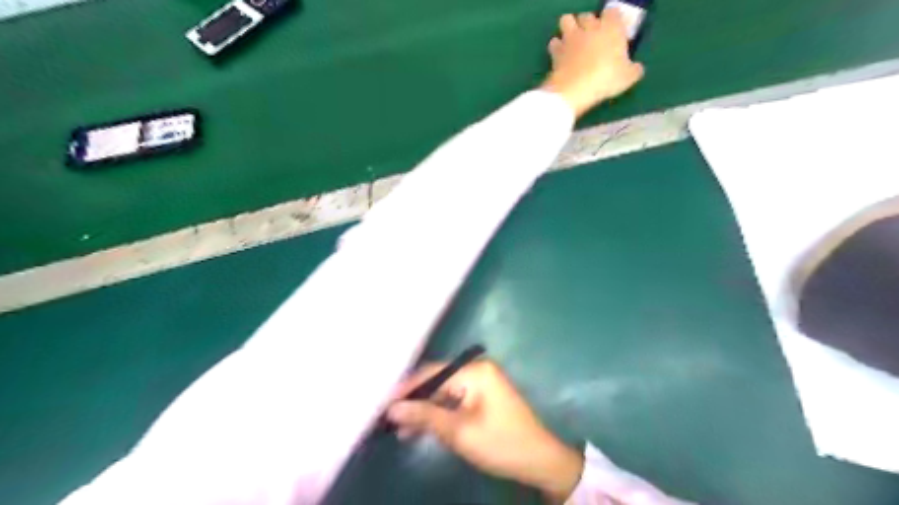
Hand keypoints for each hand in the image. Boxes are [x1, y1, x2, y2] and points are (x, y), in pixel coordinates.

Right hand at [388, 362, 587, 502]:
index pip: (432, 373)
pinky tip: (421, 428)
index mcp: (475, 371)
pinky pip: (454, 400)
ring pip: (443, 392)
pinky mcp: (482, 396)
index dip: (406, 389)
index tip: (382, 405)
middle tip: (388, 418)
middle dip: (414, 401)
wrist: (539, 460)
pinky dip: (439, 414)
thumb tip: (392, 409)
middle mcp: (477, 370)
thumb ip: (424, 416)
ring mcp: (481, 383)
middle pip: (437, 381)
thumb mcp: (459, 431)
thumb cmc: (500, 443)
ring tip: (400, 429)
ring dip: (424, 410)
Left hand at [541, 11, 645, 116]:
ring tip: (573, 42)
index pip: (612, 12)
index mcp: (611, 28)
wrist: (575, 89)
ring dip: (569, 28)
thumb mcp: (628, 77)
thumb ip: (633, 69)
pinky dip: (556, 47)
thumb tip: (636, 68)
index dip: (612, 20)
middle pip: (587, 15)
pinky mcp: (555, 51)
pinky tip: (561, 56)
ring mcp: (570, 37)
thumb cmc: (606, 79)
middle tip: (591, 39)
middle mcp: (589, 27)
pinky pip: (554, 42)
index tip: (613, 31)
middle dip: (588, 24)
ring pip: (566, 20)